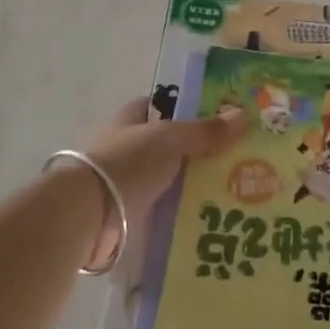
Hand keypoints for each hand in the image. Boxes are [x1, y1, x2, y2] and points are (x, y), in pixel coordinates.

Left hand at [67, 98, 247, 268]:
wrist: (87, 215)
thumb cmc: (126, 164)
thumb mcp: (170, 140)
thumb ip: (204, 131)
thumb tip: (242, 115)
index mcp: (127, 122)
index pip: (153, 107)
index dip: (179, 109)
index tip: (212, 119)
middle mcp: (122, 150)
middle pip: (161, 147)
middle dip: (190, 154)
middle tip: (230, 162)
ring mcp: (120, 184)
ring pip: (161, 181)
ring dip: (185, 188)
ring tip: (225, 196)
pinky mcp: (122, 216)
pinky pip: (157, 212)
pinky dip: (176, 216)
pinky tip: (202, 222)